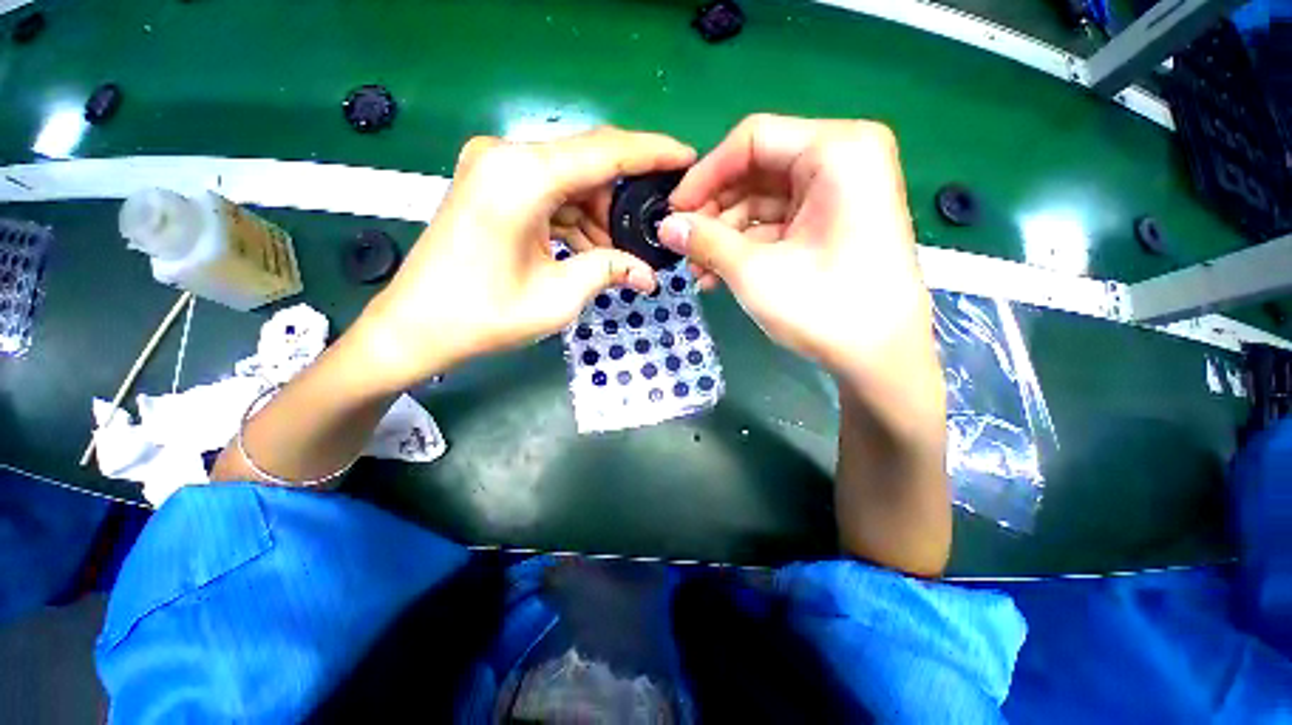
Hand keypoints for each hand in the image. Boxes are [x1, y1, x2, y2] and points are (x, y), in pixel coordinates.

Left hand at [352, 127, 696, 391]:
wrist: (416, 327)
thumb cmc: (484, 316)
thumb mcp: (558, 296)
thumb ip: (608, 271)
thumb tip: (649, 275)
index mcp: (522, 176)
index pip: (605, 151)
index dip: (652, 152)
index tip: (687, 157)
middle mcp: (506, 156)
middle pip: (587, 162)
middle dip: (624, 197)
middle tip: (651, 229)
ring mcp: (494, 167)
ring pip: (570, 179)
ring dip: (598, 214)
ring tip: (619, 252)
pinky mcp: (490, 184)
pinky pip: (548, 192)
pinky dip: (573, 218)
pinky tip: (588, 248)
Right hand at [659, 114, 940, 422]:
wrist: (881, 360)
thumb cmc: (825, 308)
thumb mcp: (754, 271)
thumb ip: (705, 241)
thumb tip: (665, 226)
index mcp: (837, 151)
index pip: (753, 140)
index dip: (705, 175)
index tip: (673, 211)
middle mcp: (843, 161)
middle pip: (757, 171)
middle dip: (714, 212)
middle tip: (682, 246)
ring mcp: (839, 195)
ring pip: (763, 202)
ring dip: (725, 235)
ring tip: (697, 270)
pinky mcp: (832, 226)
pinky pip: (777, 224)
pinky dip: (746, 247)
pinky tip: (718, 275)